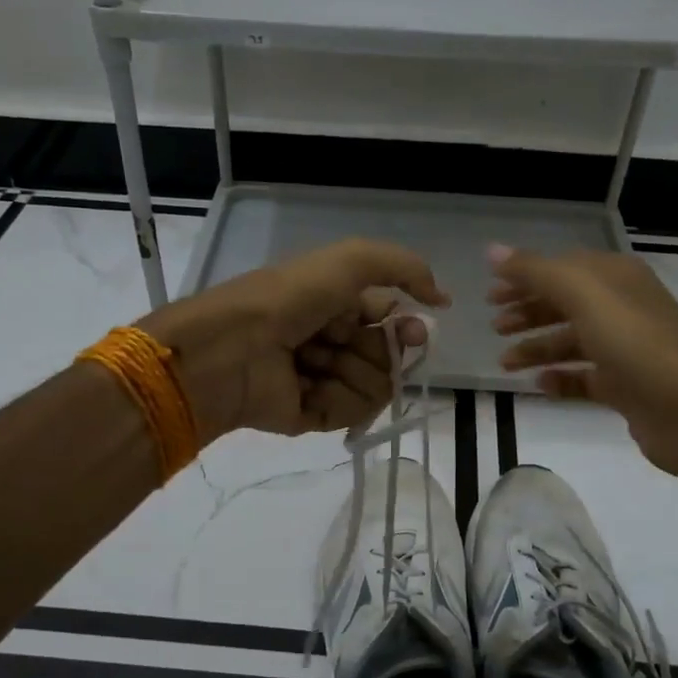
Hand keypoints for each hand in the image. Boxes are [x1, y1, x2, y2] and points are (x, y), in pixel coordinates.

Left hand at [140, 239, 448, 441]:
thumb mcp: (349, 261)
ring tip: (315, 361)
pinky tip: (310, 387)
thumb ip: (404, 268)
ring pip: (377, 385)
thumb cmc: (289, 298)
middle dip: (382, 350)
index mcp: (337, 304)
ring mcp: (325, 381)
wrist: (234, 349)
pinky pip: (353, 413)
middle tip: (348, 342)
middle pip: (389, 355)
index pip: (391, 319)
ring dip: (354, 370)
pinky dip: (338, 398)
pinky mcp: (314, 416)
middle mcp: (333, 341)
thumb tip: (443, 300)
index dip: (408, 325)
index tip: (415, 330)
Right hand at [487, 244, 677, 472]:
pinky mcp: (626, 387)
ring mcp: (626, 350)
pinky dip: (560, 380)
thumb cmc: (636, 343)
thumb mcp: (582, 294)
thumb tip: (492, 251)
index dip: (524, 278)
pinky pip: (584, 379)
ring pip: (571, 343)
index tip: (490, 295)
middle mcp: (622, 308)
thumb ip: (535, 271)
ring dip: (536, 348)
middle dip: (527, 313)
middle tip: (494, 328)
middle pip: (564, 304)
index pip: (562, 268)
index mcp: (615, 278)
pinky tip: (539, 386)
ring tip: (505, 364)